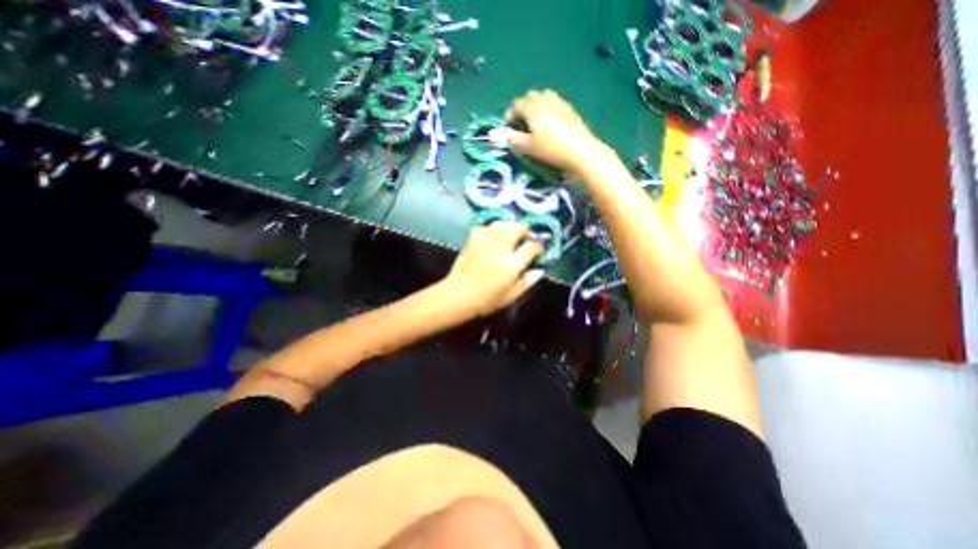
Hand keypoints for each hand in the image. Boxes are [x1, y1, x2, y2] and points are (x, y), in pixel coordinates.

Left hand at [446, 220, 546, 317]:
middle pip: (515, 229)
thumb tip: (540, 270)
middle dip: (524, 230)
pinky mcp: (471, 242)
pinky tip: (491, 235)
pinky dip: (489, 229)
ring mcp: (484, 244)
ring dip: (509, 226)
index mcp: (511, 266)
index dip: (538, 245)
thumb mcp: (510, 296)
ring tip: (511, 233)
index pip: (530, 247)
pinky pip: (482, 228)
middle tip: (525, 237)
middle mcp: (499, 250)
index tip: (539, 248)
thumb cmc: (486, 300)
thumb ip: (526, 282)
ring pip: (500, 224)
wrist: (458, 296)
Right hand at [498, 90, 609, 174]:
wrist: (581, 151)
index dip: (509, 115)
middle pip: (531, 97)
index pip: (516, 105)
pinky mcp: (571, 111)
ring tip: (536, 123)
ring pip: (545, 96)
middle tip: (521, 125)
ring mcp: (561, 103)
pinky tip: (552, 124)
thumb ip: (512, 139)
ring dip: (537, 106)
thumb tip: (495, 134)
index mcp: (533, 108)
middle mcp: (546, 101)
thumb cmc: (551, 149)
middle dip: (523, 108)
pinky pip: (556, 103)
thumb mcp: (528, 147)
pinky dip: (549, 109)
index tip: (508, 128)